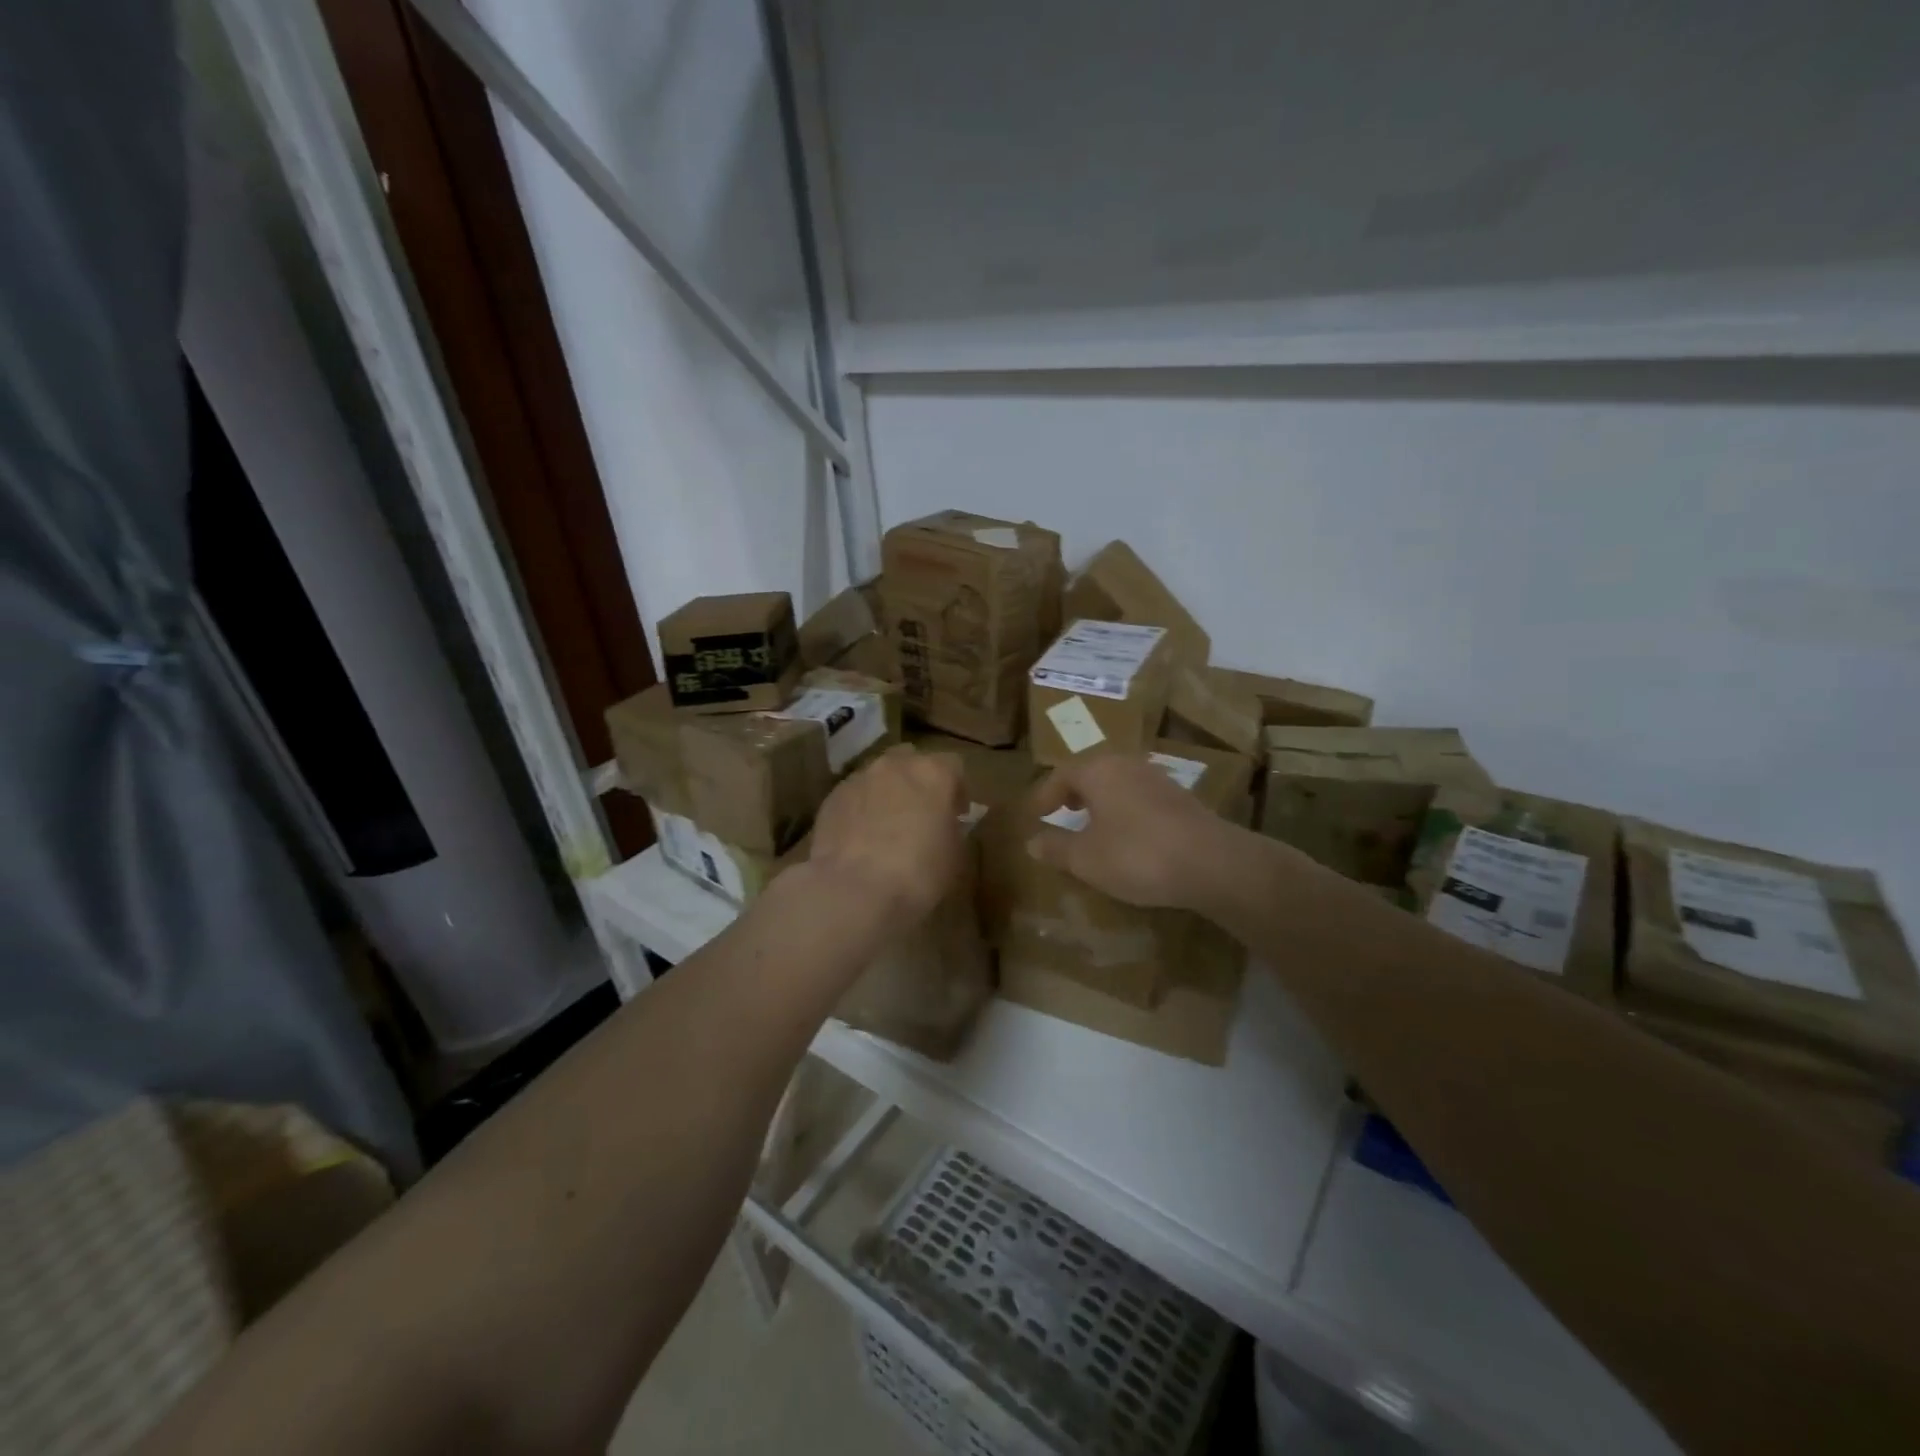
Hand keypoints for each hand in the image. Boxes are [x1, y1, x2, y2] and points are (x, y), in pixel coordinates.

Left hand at [807, 745, 967, 933]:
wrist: (855, 890)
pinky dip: (860, 808)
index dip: (957, 789)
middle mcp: (895, 765)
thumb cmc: (919, 873)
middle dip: (918, 781)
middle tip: (921, 813)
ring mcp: (859, 778)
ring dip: (887, 792)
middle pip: (911, 760)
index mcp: (934, 773)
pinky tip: (860, 837)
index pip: (954, 765)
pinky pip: (853, 795)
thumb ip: (952, 829)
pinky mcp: (831, 797)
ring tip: (886, 826)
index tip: (957, 814)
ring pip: (878, 775)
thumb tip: (944, 825)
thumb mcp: (956, 855)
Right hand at [1027, 754, 1232, 909]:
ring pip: (1119, 784)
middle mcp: (1128, 765)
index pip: (1062, 774)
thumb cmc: (1136, 854)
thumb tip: (1032, 842)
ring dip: (1102, 802)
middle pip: (1093, 773)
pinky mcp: (1182, 800)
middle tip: (1062, 812)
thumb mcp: (1085, 858)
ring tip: (1093, 826)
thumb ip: (1056, 848)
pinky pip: (1141, 799)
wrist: (1211, 863)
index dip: (1045, 794)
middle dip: (1075, 793)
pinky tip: (1128, 837)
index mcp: (1098, 771)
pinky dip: (1126, 812)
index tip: (1035, 813)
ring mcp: (1159, 780)